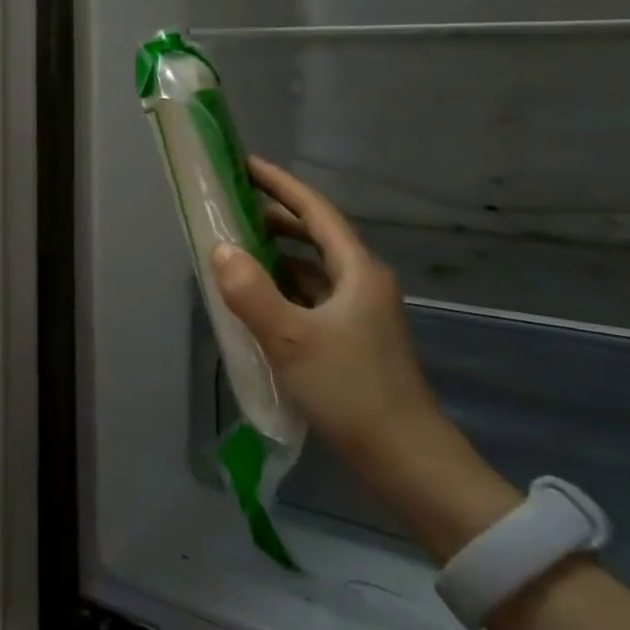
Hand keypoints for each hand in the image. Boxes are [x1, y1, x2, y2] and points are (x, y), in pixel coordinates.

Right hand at [209, 158, 443, 474]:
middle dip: (274, 216)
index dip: (279, 184)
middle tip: (230, 207)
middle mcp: (362, 283)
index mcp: (357, 271)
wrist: (409, 464)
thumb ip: (251, 292)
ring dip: (276, 251)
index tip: (244, 165)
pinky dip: (283, 284)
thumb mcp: (292, 340)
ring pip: (313, 266)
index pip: (314, 210)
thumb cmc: (352, 393)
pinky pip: (311, 295)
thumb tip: (219, 248)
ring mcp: (360, 312)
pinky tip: (257, 298)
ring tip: (235, 247)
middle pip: (315, 234)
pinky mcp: (353, 339)